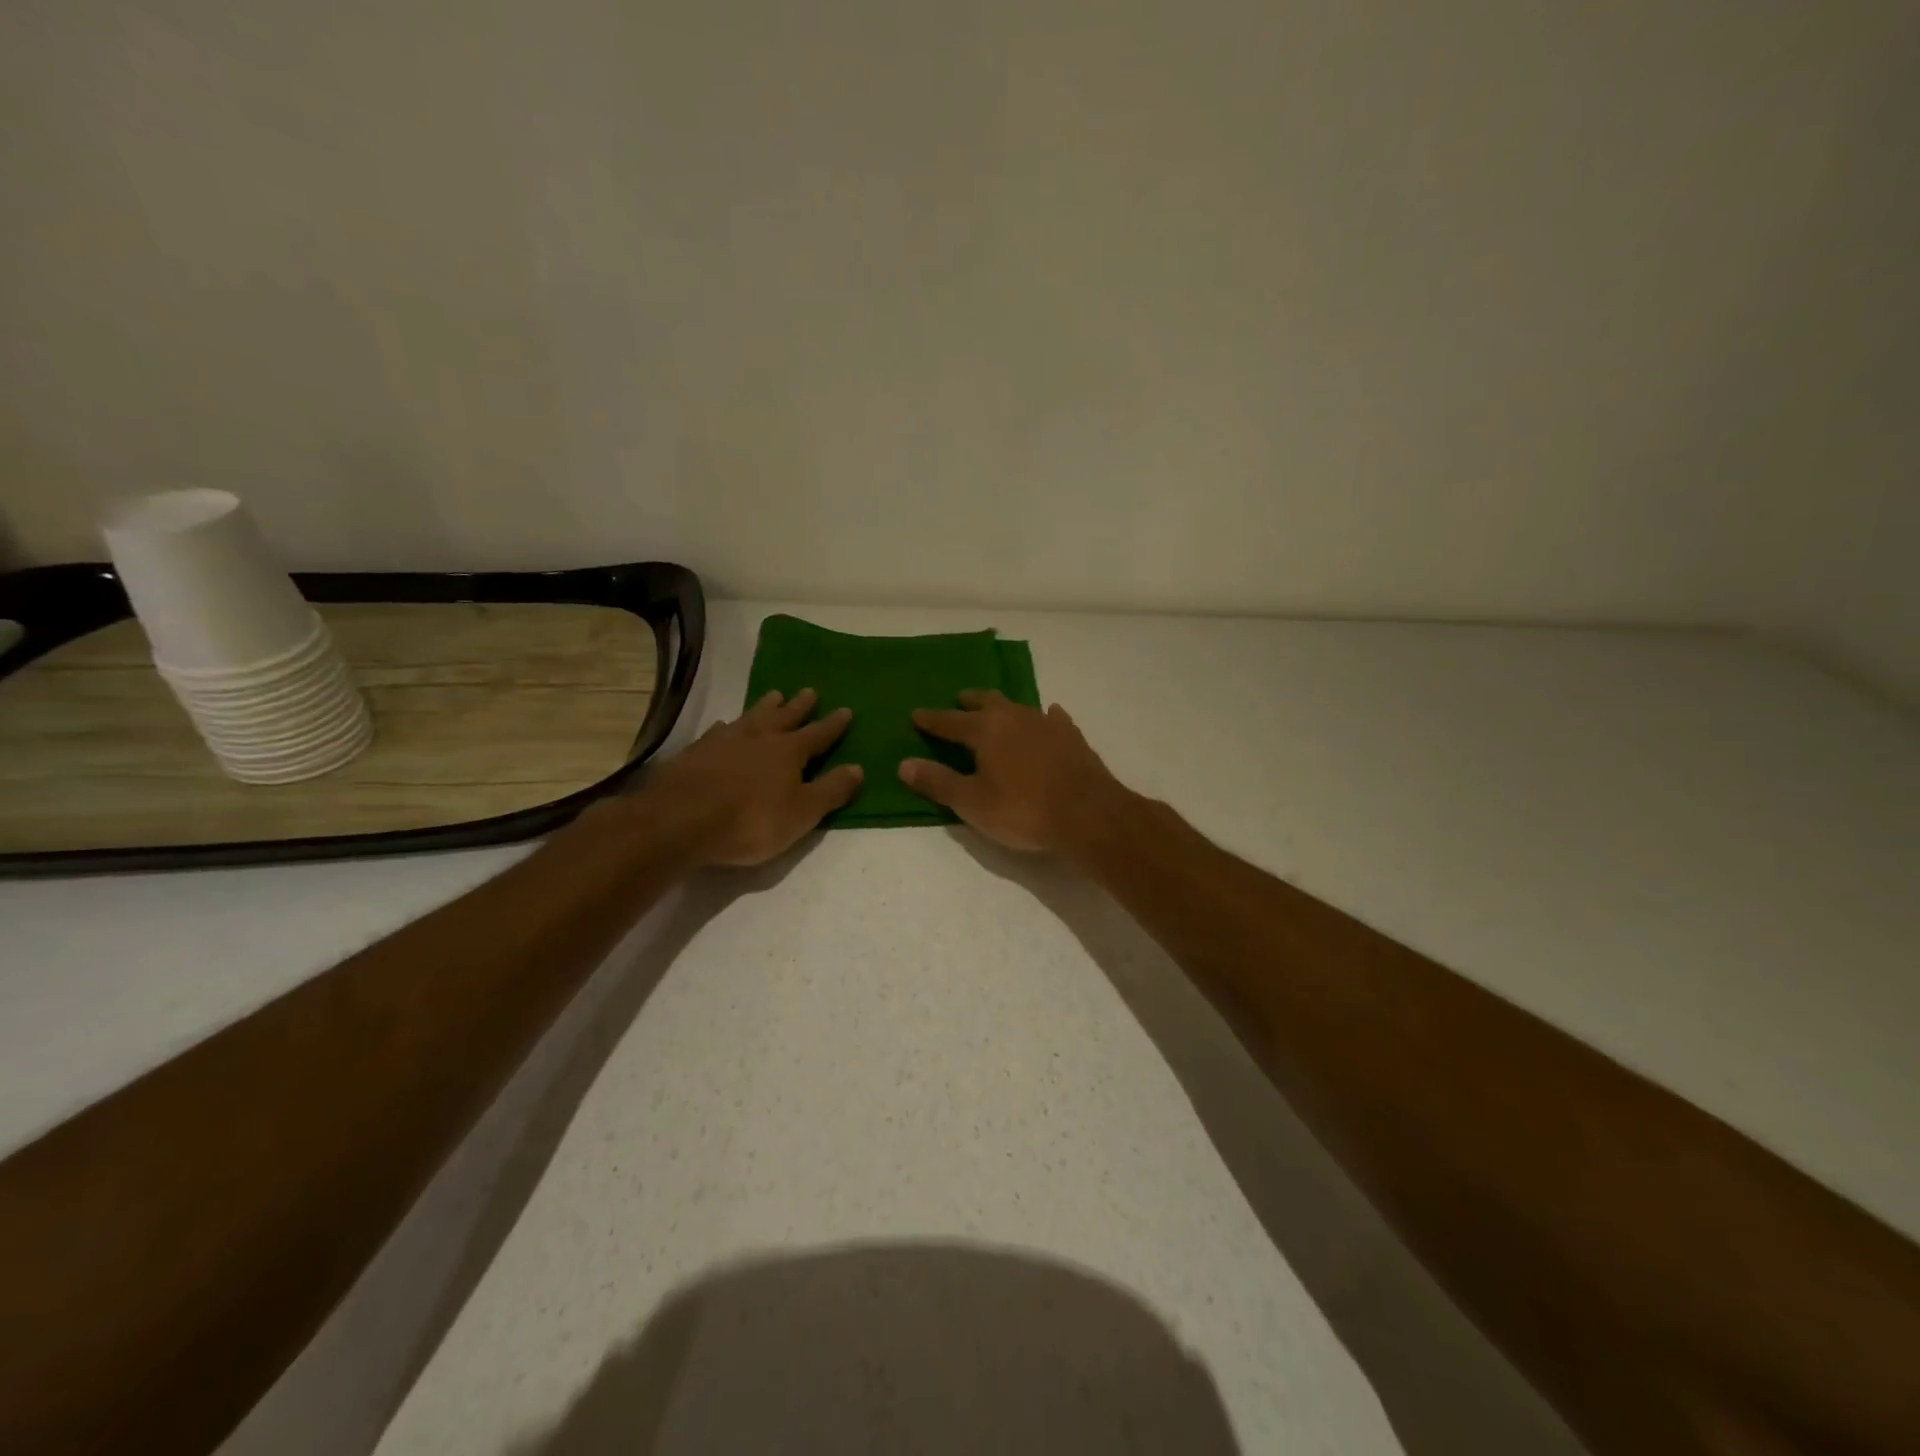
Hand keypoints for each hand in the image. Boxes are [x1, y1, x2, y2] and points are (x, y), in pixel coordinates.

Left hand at [638, 688, 862, 866]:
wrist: (680, 819)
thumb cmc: (750, 820)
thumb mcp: (802, 813)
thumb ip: (831, 790)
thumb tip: (858, 768)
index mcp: (790, 751)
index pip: (818, 734)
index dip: (833, 725)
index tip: (845, 710)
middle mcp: (760, 737)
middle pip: (785, 716)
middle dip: (800, 706)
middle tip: (809, 691)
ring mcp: (725, 740)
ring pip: (752, 716)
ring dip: (765, 706)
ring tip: (774, 695)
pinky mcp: (696, 750)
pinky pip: (719, 730)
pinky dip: (728, 726)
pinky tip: (725, 726)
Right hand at [899, 690, 1128, 855]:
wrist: (1088, 813)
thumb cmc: (1023, 810)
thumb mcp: (972, 803)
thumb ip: (938, 782)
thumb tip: (904, 764)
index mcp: (985, 730)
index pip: (950, 721)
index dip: (931, 719)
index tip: (916, 714)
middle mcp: (1014, 717)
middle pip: (986, 702)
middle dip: (970, 702)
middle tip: (960, 701)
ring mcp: (1047, 724)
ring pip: (1018, 706)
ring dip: (1003, 707)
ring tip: (997, 710)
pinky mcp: (1072, 736)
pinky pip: (1052, 718)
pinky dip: (1043, 717)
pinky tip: (1048, 716)